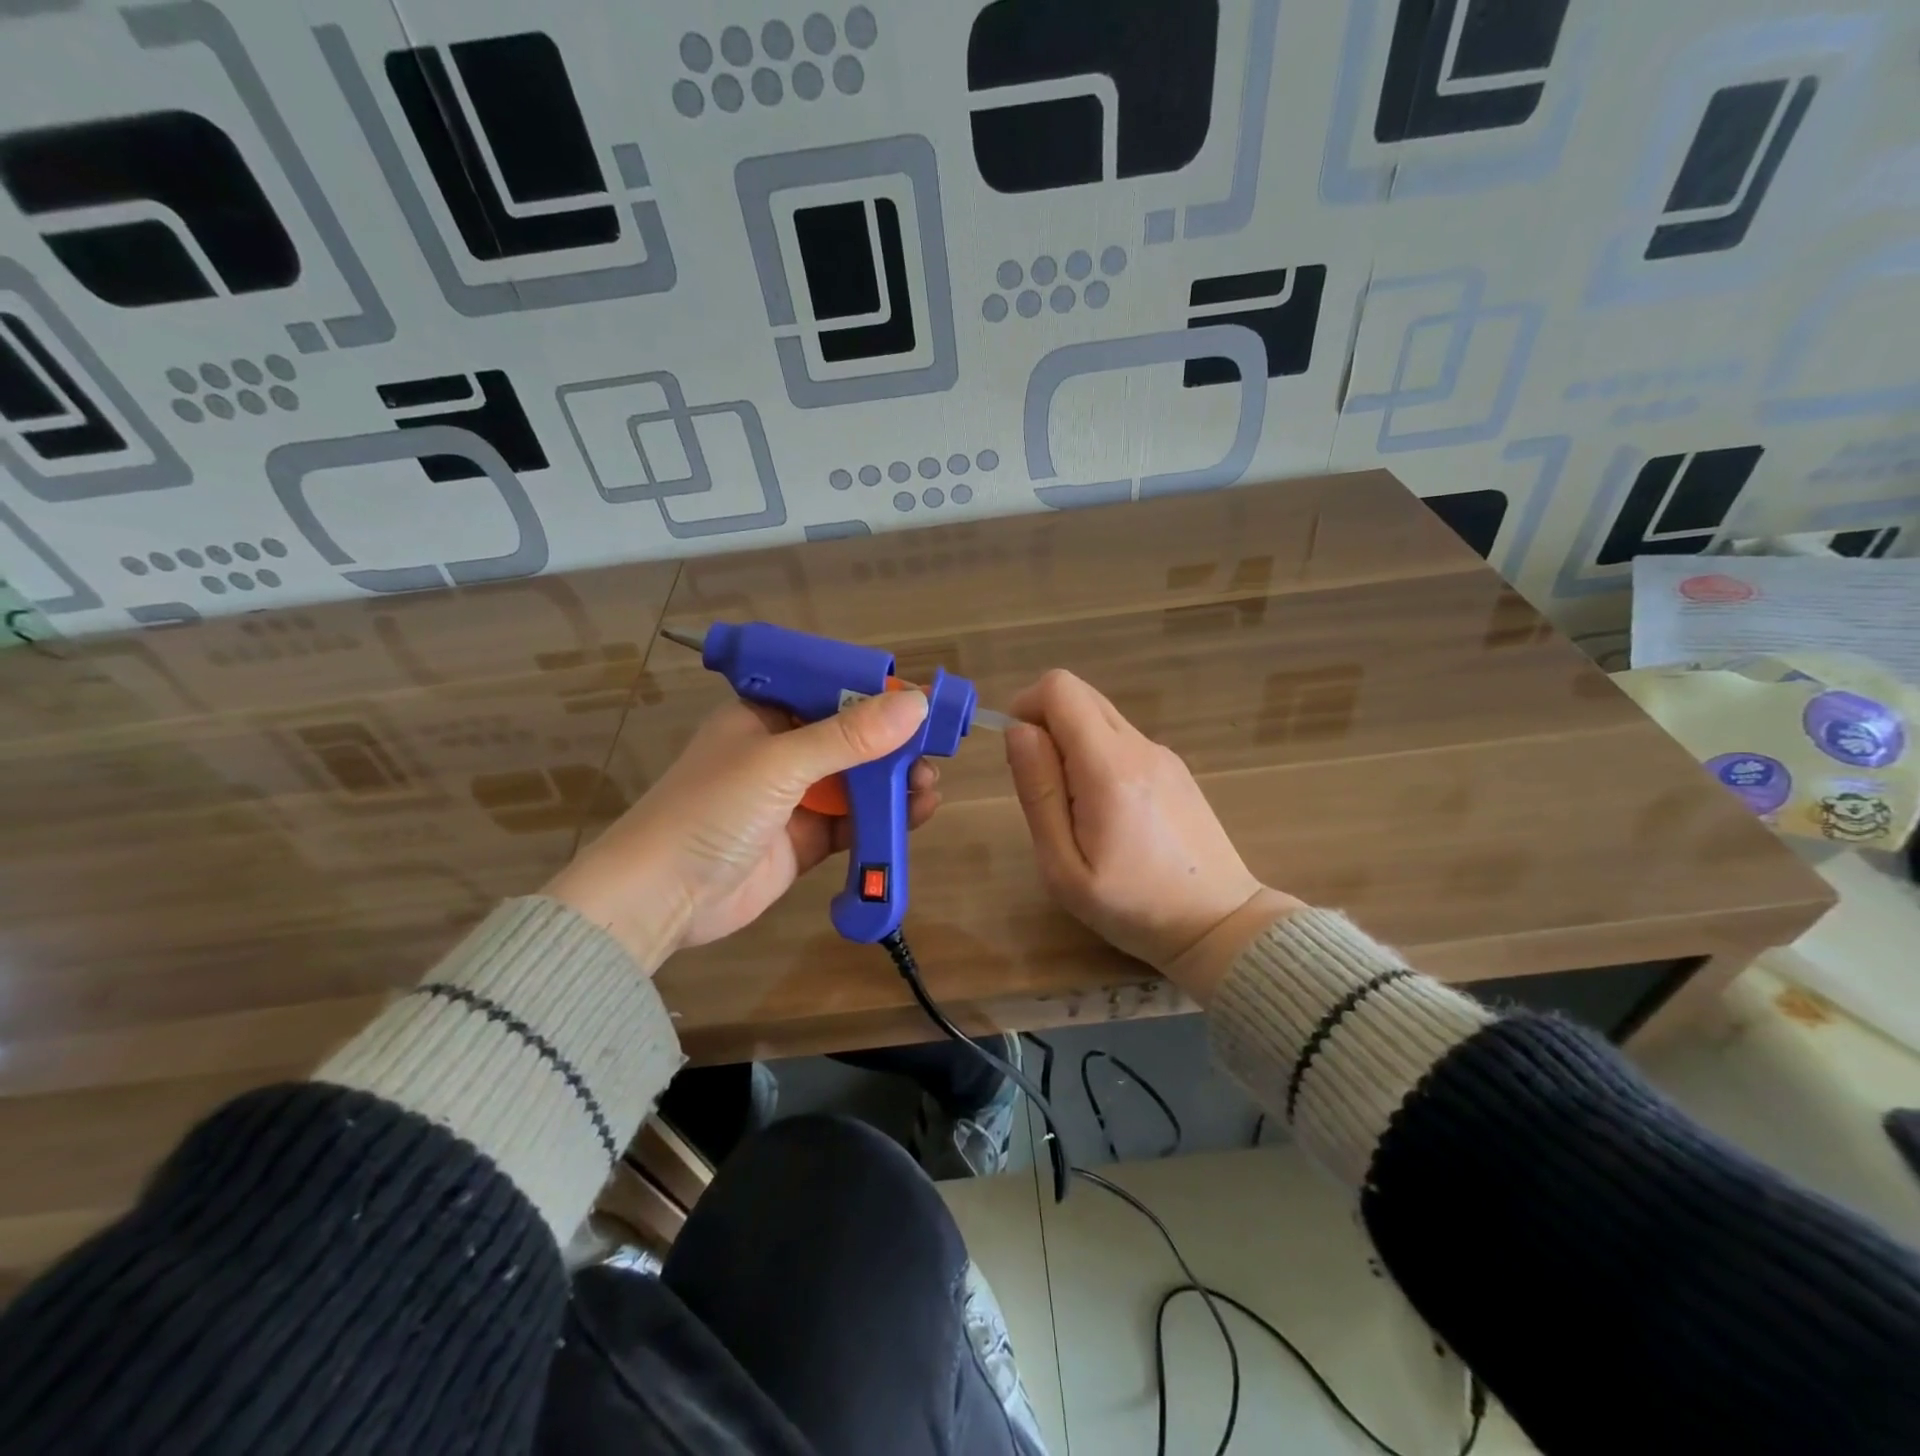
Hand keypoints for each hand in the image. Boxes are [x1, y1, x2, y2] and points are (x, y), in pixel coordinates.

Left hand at [545, 691, 938, 967]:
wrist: (661, 898)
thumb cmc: (711, 810)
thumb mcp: (780, 763)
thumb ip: (849, 737)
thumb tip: (916, 703)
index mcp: (766, 716)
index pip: (829, 692)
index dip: (875, 696)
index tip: (919, 704)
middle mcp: (782, 752)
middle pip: (849, 740)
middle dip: (892, 746)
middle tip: (931, 754)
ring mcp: (793, 799)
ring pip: (856, 783)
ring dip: (893, 784)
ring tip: (928, 787)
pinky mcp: (804, 840)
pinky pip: (853, 824)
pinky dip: (883, 821)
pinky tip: (914, 816)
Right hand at [1003, 669, 1301, 1002]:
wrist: (1219, 925)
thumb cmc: (1132, 906)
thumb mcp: (1063, 866)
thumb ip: (1038, 792)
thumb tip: (1018, 730)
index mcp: (1109, 766)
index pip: (1059, 688)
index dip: (1026, 706)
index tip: (1019, 754)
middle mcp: (1139, 746)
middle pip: (1079, 694)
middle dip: (1046, 723)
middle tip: (1044, 786)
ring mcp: (1163, 755)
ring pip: (1101, 717)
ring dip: (1072, 743)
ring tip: (1077, 810)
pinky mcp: (1175, 769)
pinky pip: (1122, 741)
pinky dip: (1098, 756)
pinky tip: (1110, 814)